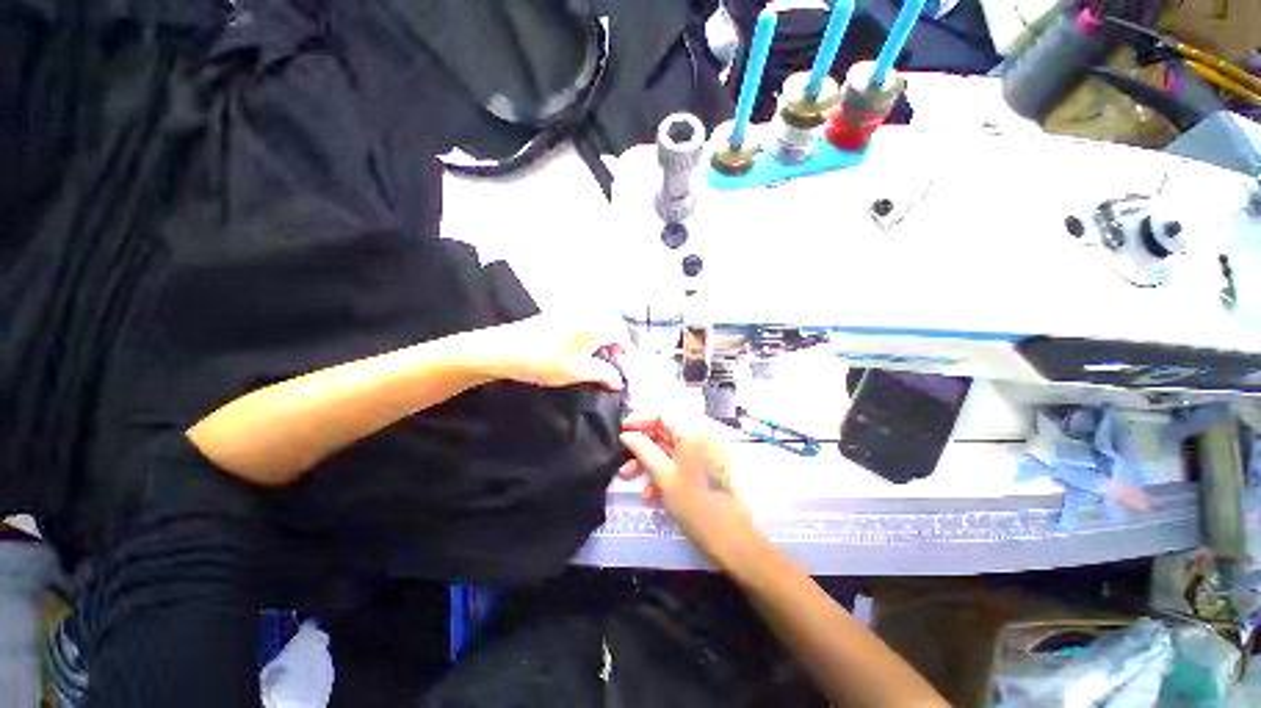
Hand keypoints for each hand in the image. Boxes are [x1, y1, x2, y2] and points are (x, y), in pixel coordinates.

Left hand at [478, 313, 625, 390]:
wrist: (505, 350)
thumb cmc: (547, 360)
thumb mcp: (580, 372)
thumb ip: (605, 375)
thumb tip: (619, 381)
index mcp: (597, 324)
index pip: (622, 337)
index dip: (624, 356)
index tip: (621, 372)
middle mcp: (587, 313)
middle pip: (610, 330)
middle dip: (613, 349)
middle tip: (609, 369)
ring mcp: (570, 312)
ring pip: (595, 327)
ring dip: (599, 344)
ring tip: (593, 364)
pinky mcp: (556, 316)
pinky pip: (581, 325)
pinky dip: (586, 339)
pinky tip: (576, 353)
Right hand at [618, 414, 759, 566]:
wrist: (731, 539)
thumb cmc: (694, 504)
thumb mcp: (663, 476)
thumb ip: (643, 450)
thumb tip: (627, 434)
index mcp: (694, 431)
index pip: (663, 413)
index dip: (640, 419)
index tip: (622, 431)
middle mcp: (702, 435)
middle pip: (666, 430)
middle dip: (643, 446)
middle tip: (623, 459)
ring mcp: (706, 450)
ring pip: (671, 447)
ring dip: (650, 461)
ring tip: (629, 478)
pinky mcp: (706, 465)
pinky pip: (681, 460)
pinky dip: (665, 470)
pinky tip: (651, 493)